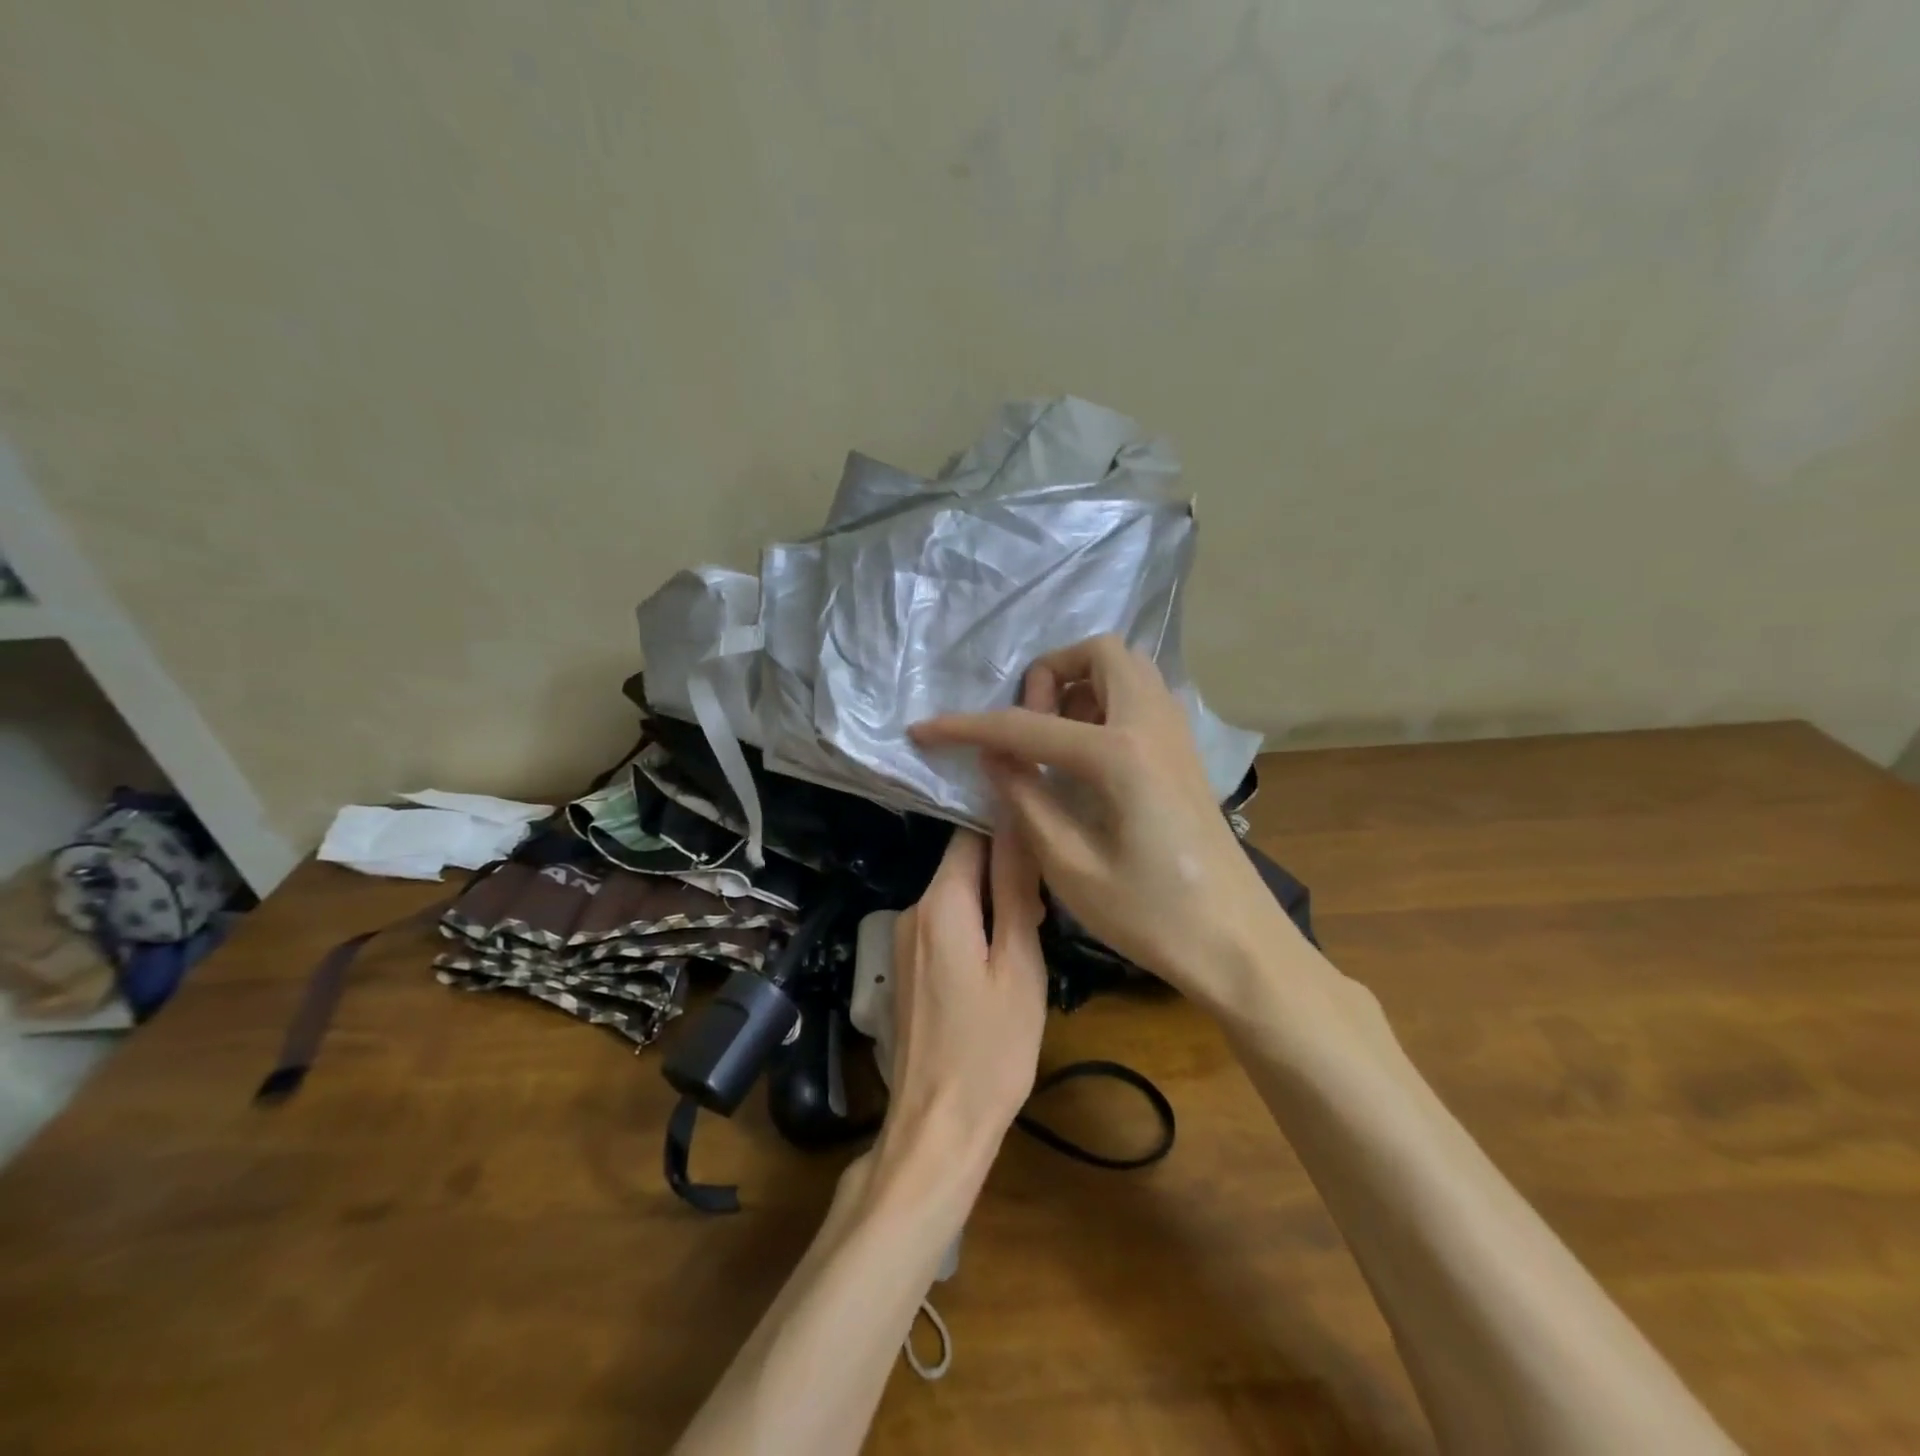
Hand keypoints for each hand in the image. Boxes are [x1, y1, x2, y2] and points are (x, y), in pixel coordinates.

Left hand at [883, 822, 1048, 1160]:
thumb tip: (1017, 826)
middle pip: (961, 865)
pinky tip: (999, 966)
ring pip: (954, 898)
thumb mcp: (1019, 966)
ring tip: (1031, 940)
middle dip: (1004, 874)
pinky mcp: (904, 968)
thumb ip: (1016, 890)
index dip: (1008, 832)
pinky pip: (943, 928)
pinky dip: (973, 931)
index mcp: (940, 903)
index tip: (1045, 848)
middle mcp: (912, 911)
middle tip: (1047, 909)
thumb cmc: (991, 1048)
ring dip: (992, 905)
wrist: (937, 1126)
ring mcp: (902, 941)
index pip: (970, 834)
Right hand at [910, 635, 1285, 1004]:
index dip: (967, 727)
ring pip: (1126, 669)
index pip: (1027, 725)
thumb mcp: (1070, 867)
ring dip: (1080, 686)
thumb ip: (1025, 799)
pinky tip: (1086, 758)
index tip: (922, 730)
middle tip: (1026, 727)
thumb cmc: (1153, 917)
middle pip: (1098, 654)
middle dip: (1049, 675)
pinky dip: (1105, 703)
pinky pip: (1140, 697)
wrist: (1239, 945)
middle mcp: (1152, 725)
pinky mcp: (1184, 753)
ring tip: (1052, 740)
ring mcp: (1176, 734)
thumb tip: (994, 755)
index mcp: (1120, 754)